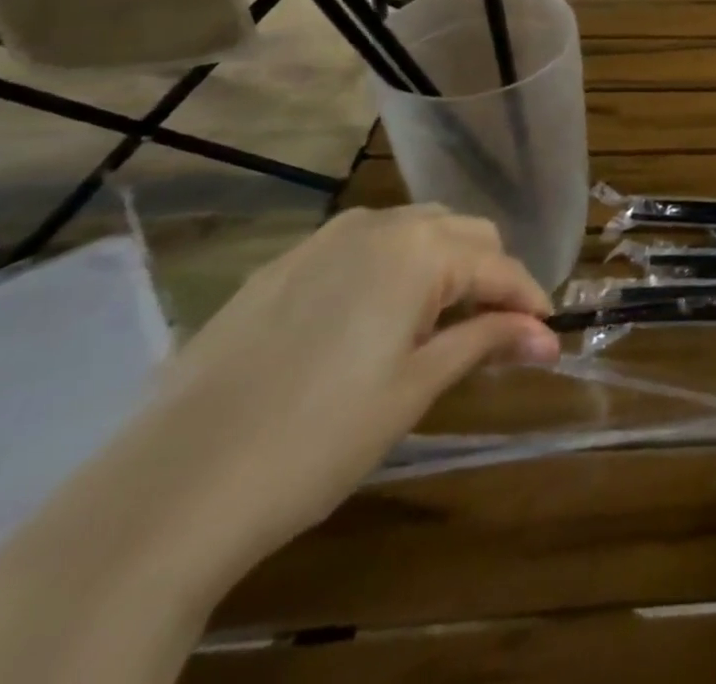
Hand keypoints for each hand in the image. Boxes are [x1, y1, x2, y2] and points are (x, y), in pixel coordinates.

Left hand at [138, 204, 560, 569]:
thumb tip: (547, 335)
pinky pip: (360, 248)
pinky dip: (390, 271)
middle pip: (464, 233)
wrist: (168, 491)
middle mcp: (378, 226)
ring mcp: (323, 241)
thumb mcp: (415, 389)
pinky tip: (373, 323)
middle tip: (494, 333)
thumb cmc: (317, 438)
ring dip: (442, 265)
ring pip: (413, 231)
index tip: (546, 336)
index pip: (500, 266)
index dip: (529, 300)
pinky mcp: (280, 266)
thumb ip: (486, 343)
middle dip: (489, 275)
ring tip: (437, 324)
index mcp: (419, 249)